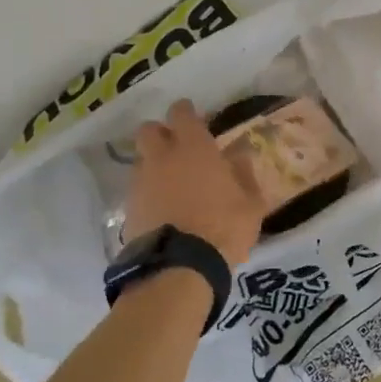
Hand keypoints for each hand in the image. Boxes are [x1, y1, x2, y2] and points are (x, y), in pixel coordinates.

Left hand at [124, 99, 264, 269]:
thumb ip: (245, 174)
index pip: (181, 114)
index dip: (186, 112)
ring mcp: (141, 183)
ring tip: (171, 183)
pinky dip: (148, 192)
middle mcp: (162, 158)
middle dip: (160, 133)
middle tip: (177, 147)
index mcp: (194, 148)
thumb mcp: (251, 203)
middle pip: (148, 130)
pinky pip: (137, 190)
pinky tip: (163, 208)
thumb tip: (241, 154)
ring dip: (153, 164)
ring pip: (141, 160)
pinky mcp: (129, 209)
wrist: (179, 268)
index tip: (194, 117)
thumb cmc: (223, 228)